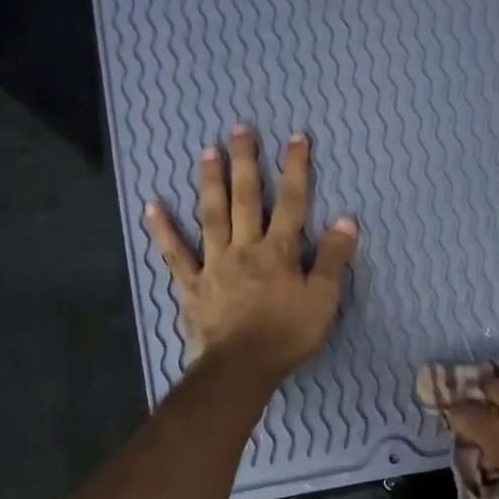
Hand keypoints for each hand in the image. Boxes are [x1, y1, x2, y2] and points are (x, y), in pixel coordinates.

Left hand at [144, 127, 357, 382]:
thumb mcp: (324, 300)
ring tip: (207, 151)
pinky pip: (176, 254)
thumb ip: (333, 260)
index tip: (296, 138)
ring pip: (212, 216)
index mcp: (279, 251)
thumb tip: (346, 220)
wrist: (241, 368)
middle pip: (246, 199)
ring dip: (210, 183)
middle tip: (241, 129)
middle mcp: (245, 248)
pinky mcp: (192, 285)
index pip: (291, 203)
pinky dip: (163, 231)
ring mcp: (214, 264)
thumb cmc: (287, 335)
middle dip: (246, 163)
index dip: (295, 169)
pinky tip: (152, 207)